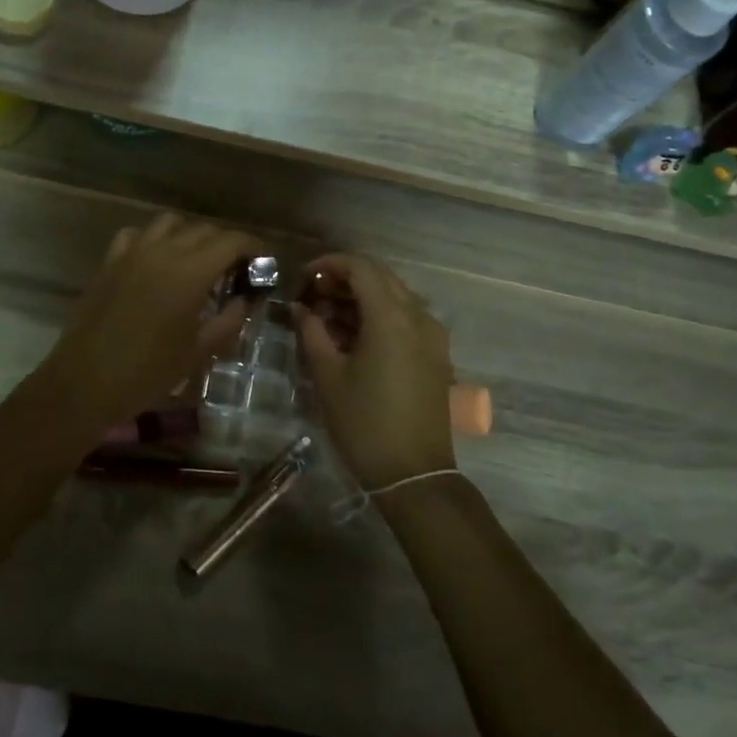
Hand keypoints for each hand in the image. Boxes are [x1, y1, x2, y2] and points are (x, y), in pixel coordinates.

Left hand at [38, 214, 259, 431]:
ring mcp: (132, 253)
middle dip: (226, 243)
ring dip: (191, 235)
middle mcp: (163, 251)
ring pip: (170, 223)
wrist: (85, 382)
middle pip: (204, 230)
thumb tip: (245, 300)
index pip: (231, 241)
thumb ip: (229, 321)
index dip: (253, 247)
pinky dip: (154, 239)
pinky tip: (158, 260)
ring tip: (198, 260)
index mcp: (190, 273)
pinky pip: (137, 234)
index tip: (264, 261)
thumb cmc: (147, 372)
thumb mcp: (198, 352)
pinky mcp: (110, 261)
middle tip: (236, 268)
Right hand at [293, 254, 455, 487]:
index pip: (361, 267)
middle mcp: (418, 316)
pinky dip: (379, 317)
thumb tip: (300, 308)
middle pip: (380, 278)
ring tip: (327, 319)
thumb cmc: (364, 424)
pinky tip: (354, 338)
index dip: (330, 263)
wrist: (414, 473)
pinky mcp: (436, 354)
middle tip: (312, 295)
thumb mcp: (328, 376)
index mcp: (391, 317)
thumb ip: (312, 332)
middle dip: (344, 279)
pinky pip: (406, 319)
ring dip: (361, 298)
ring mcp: (432, 335)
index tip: (304, 276)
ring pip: (394, 298)